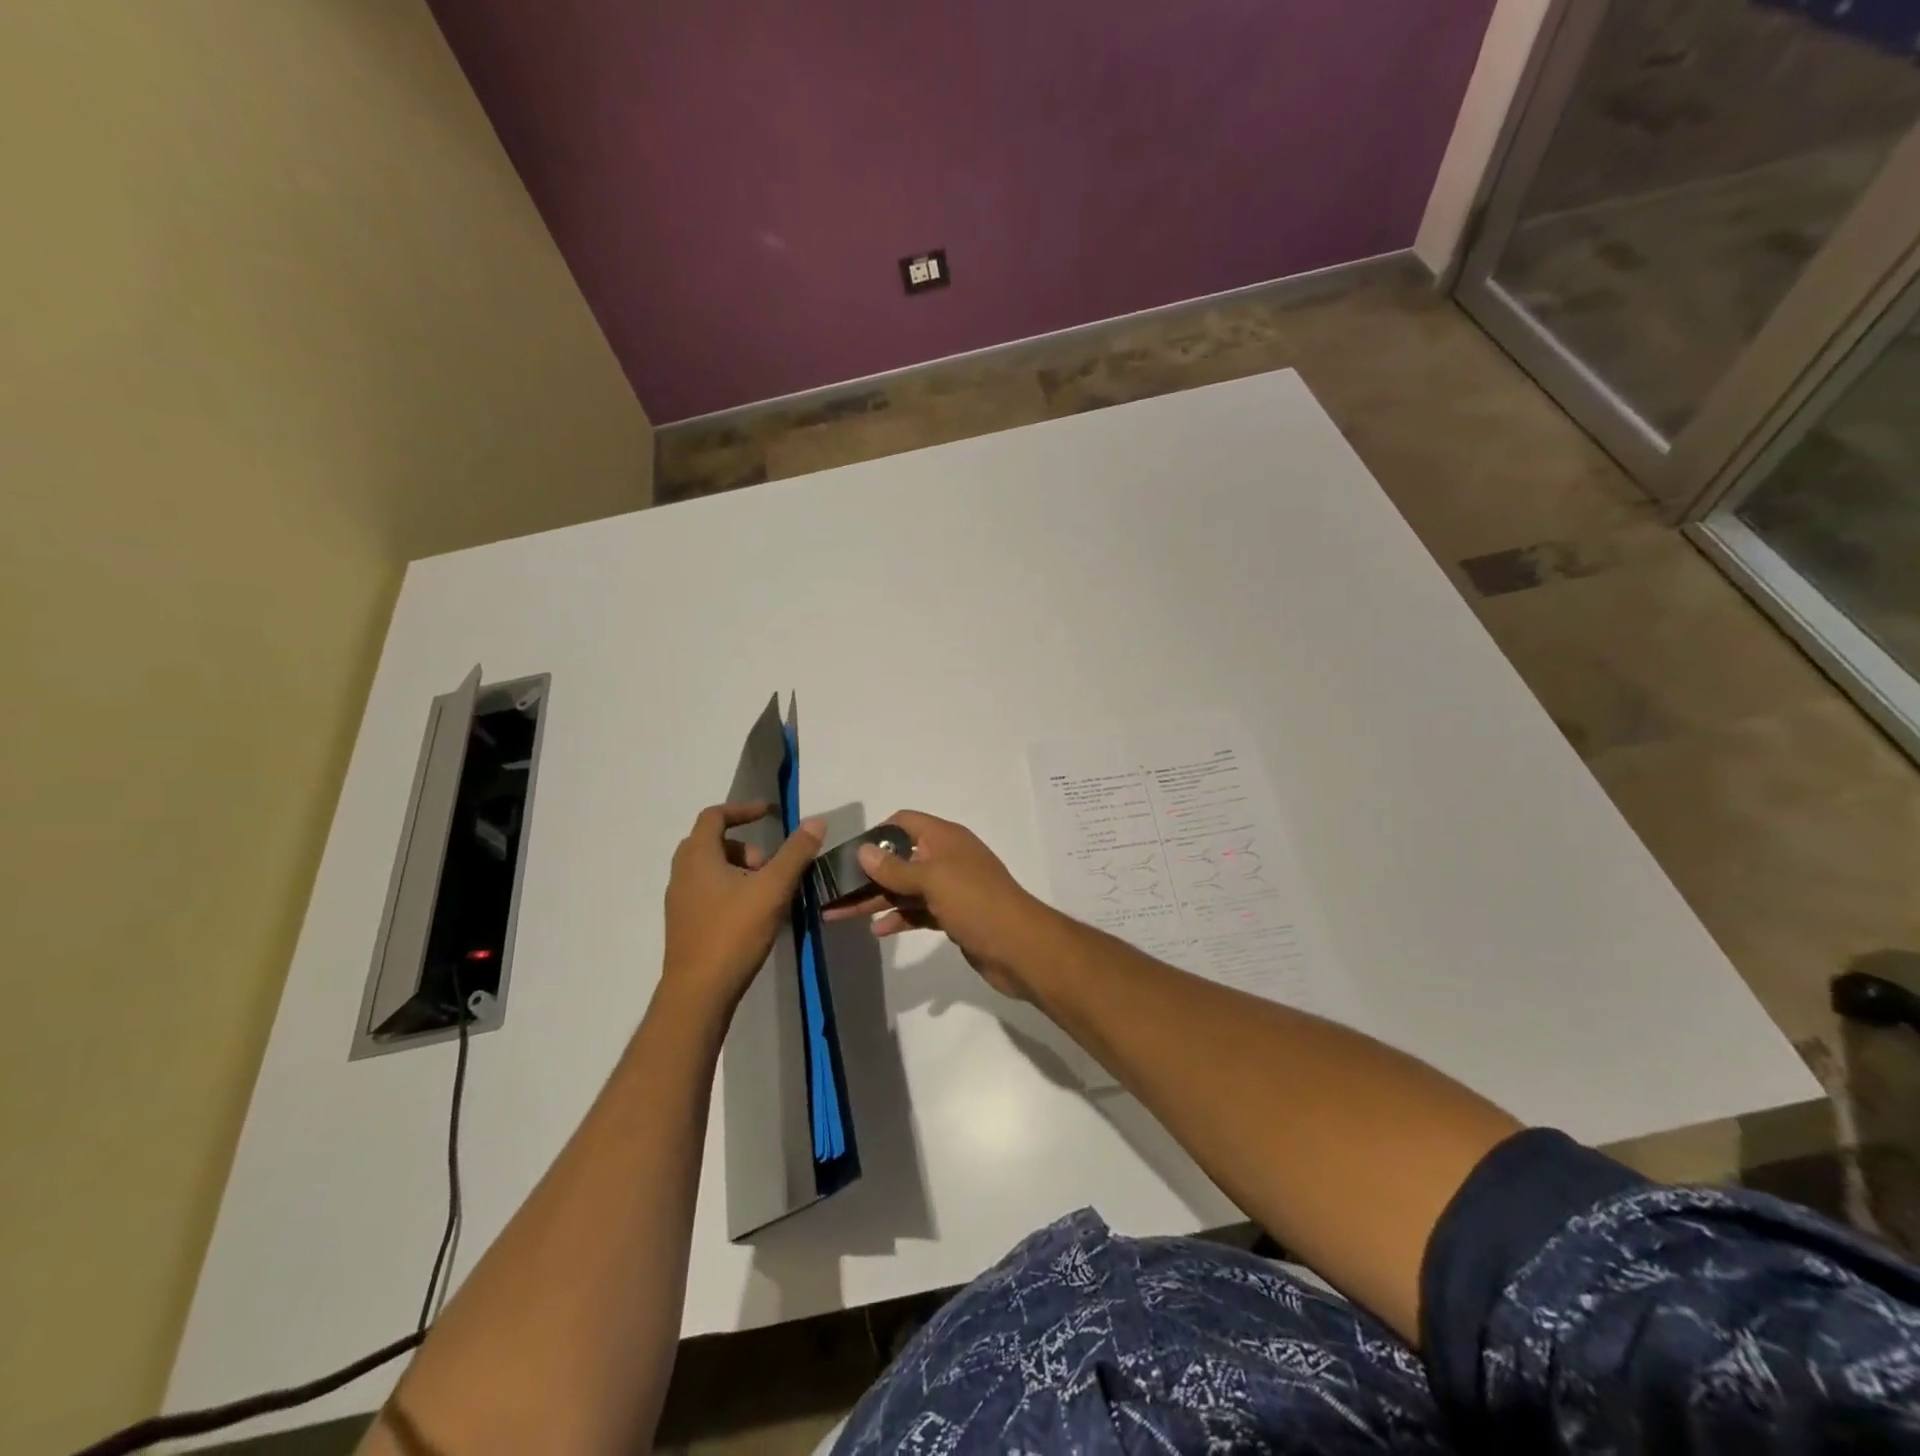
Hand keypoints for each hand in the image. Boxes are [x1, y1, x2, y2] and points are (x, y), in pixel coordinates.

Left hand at [663, 802, 823, 1006]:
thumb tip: (815, 821)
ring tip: (768, 891)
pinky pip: (707, 892)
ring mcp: (680, 901)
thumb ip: (795, 853)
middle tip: (771, 864)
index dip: (743, 810)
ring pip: (709, 869)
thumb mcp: (772, 889)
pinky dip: (730, 889)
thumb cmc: (733, 934)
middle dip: (745, 845)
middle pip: (711, 842)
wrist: (698, 994)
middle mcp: (682, 873)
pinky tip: (754, 914)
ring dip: (739, 869)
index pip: (714, 816)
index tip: (770, 814)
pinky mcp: (685, 925)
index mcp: (698, 857)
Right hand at [822, 810, 1053, 999]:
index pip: (904, 822)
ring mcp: (951, 889)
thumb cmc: (976, 903)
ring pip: (905, 888)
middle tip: (831, 891)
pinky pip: (918, 911)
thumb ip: (895, 868)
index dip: (876, 834)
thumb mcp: (933, 880)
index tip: (849, 855)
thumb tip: (863, 850)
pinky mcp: (953, 916)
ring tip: (839, 914)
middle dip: (867, 874)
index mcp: (945, 839)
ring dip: (876, 899)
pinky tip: (877, 930)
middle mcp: (946, 858)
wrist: (1020, 948)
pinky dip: (898, 918)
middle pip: (899, 858)